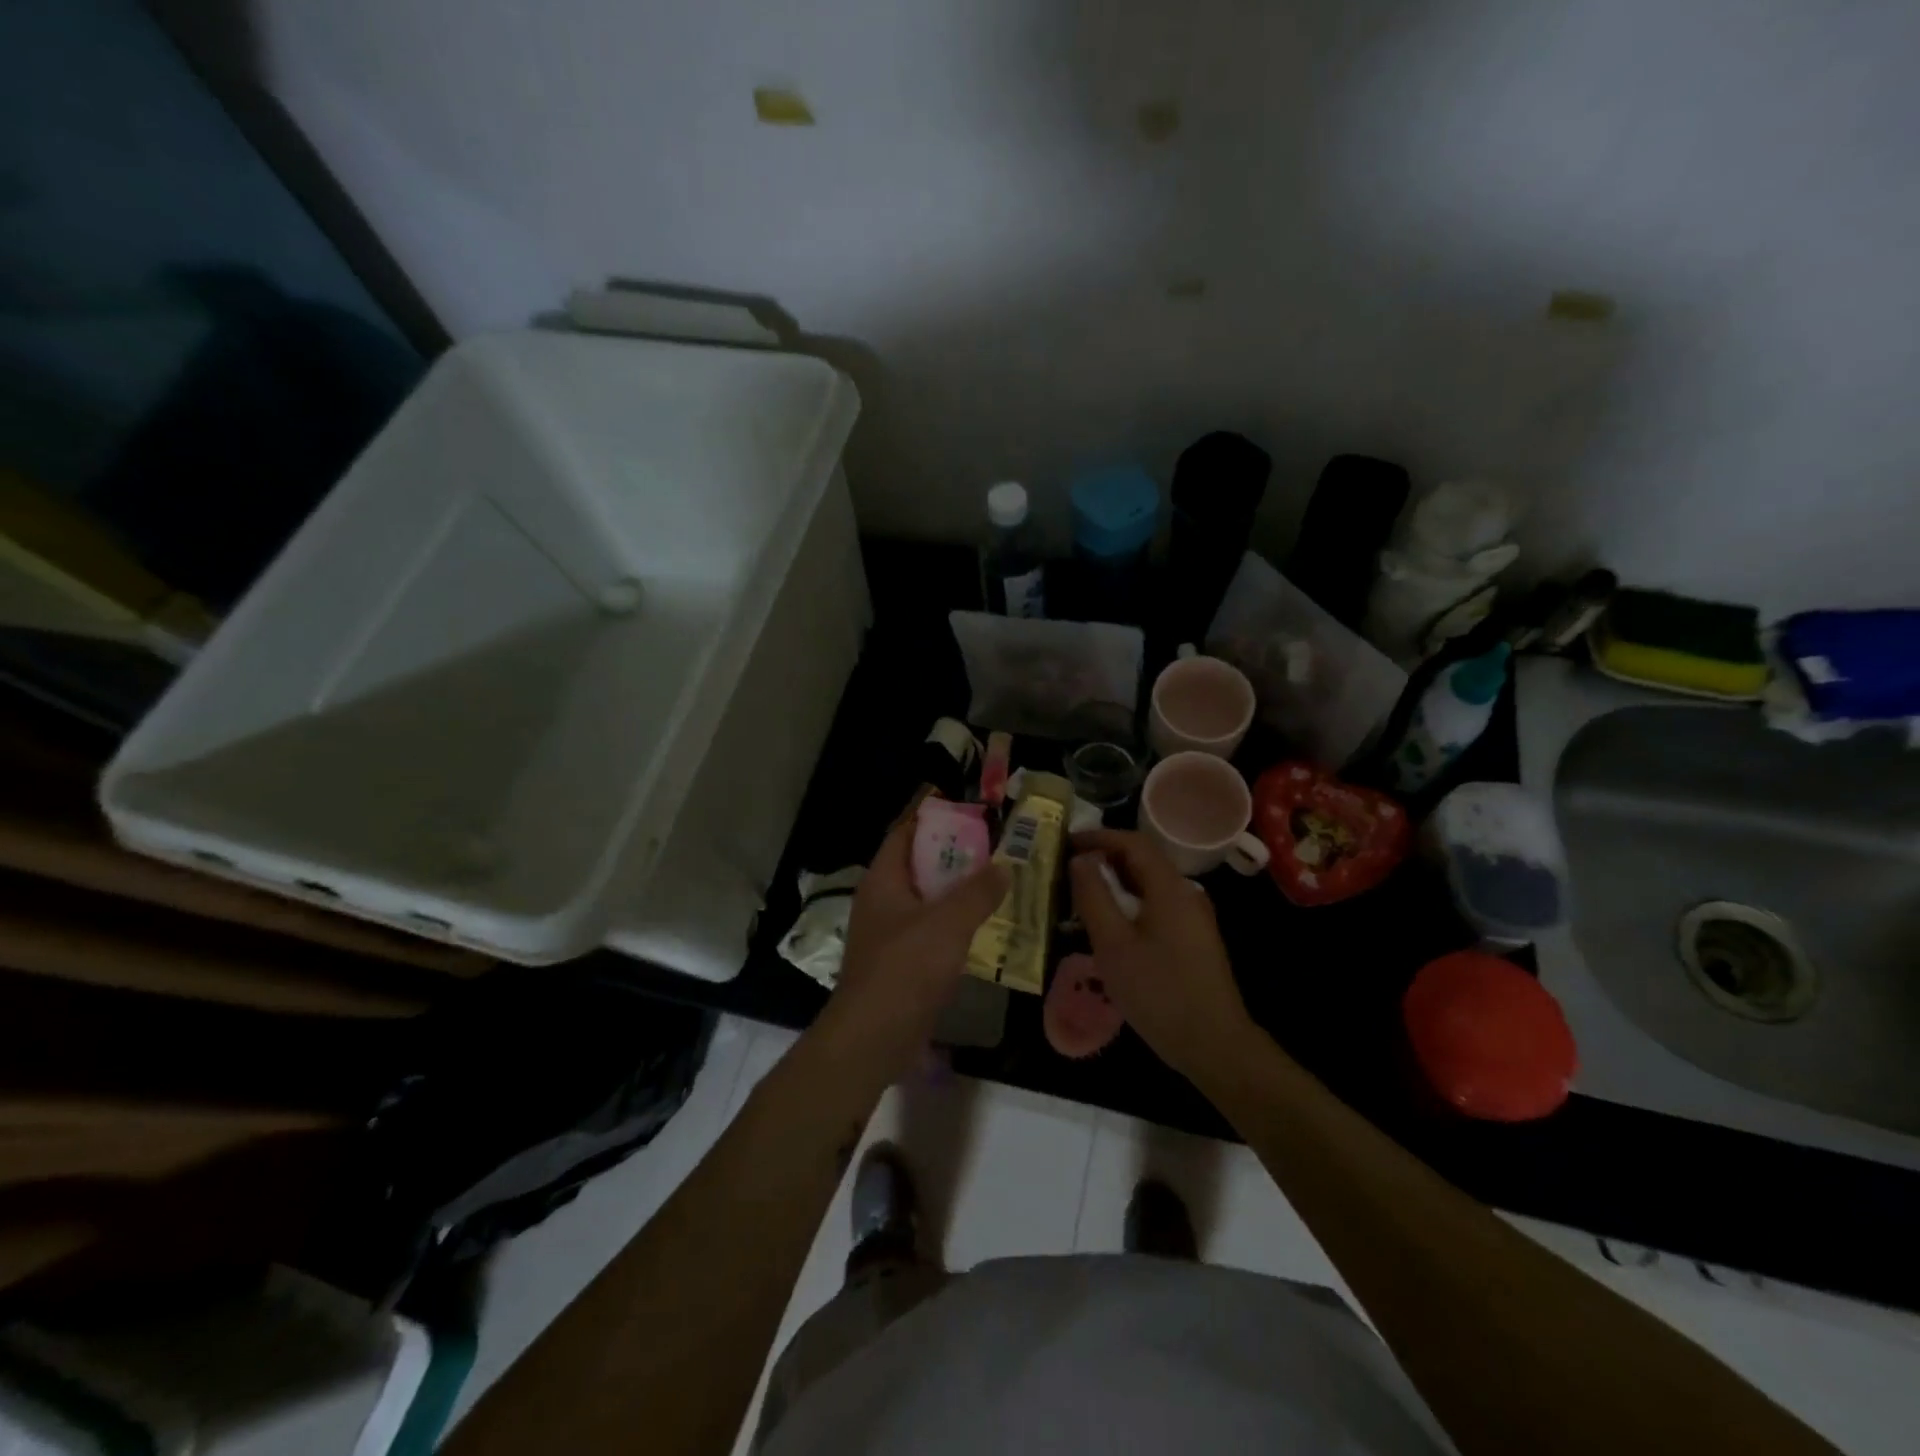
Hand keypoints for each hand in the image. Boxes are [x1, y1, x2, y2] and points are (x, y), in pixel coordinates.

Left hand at [817, 815, 1008, 1085]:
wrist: (873, 1037)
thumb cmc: (904, 969)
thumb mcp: (947, 924)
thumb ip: (978, 892)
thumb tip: (1004, 866)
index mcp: (884, 880)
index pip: (904, 831)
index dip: (929, 813)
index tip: (961, 800)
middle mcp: (882, 900)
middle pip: (917, 863)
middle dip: (952, 851)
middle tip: (992, 840)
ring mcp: (889, 932)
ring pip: (926, 897)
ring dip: (956, 888)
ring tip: (995, 877)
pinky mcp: (900, 961)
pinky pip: (931, 928)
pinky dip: (955, 920)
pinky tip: (984, 924)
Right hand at [1069, 829, 1253, 1079]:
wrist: (1213, 1044)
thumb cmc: (1158, 991)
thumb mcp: (1113, 944)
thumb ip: (1094, 896)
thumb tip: (1081, 859)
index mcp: (1170, 888)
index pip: (1133, 842)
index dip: (1099, 837)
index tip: (1066, 842)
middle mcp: (1186, 894)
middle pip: (1143, 861)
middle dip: (1105, 858)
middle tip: (1068, 869)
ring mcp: (1193, 917)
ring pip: (1149, 885)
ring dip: (1116, 883)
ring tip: (1082, 896)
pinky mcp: (1193, 939)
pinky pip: (1157, 906)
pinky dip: (1130, 904)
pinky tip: (1110, 925)